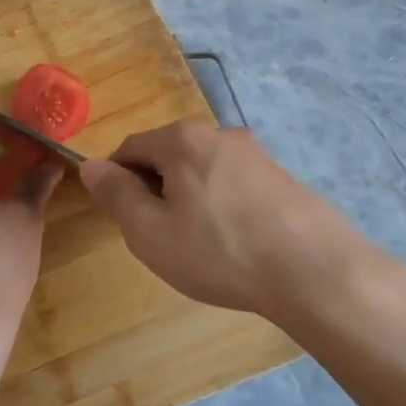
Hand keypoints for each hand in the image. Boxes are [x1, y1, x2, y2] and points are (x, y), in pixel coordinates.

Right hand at [81, 121, 381, 321]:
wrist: (315, 271)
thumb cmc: (219, 251)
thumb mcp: (150, 231)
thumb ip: (116, 194)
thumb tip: (90, 165)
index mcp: (181, 140)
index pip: (130, 148)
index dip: (117, 180)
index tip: (123, 217)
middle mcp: (219, 133)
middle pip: (168, 155)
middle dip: (155, 189)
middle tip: (161, 235)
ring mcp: (256, 153)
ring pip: (203, 170)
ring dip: (190, 198)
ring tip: (200, 244)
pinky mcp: (283, 176)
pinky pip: (234, 183)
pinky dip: (222, 205)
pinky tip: (234, 242)